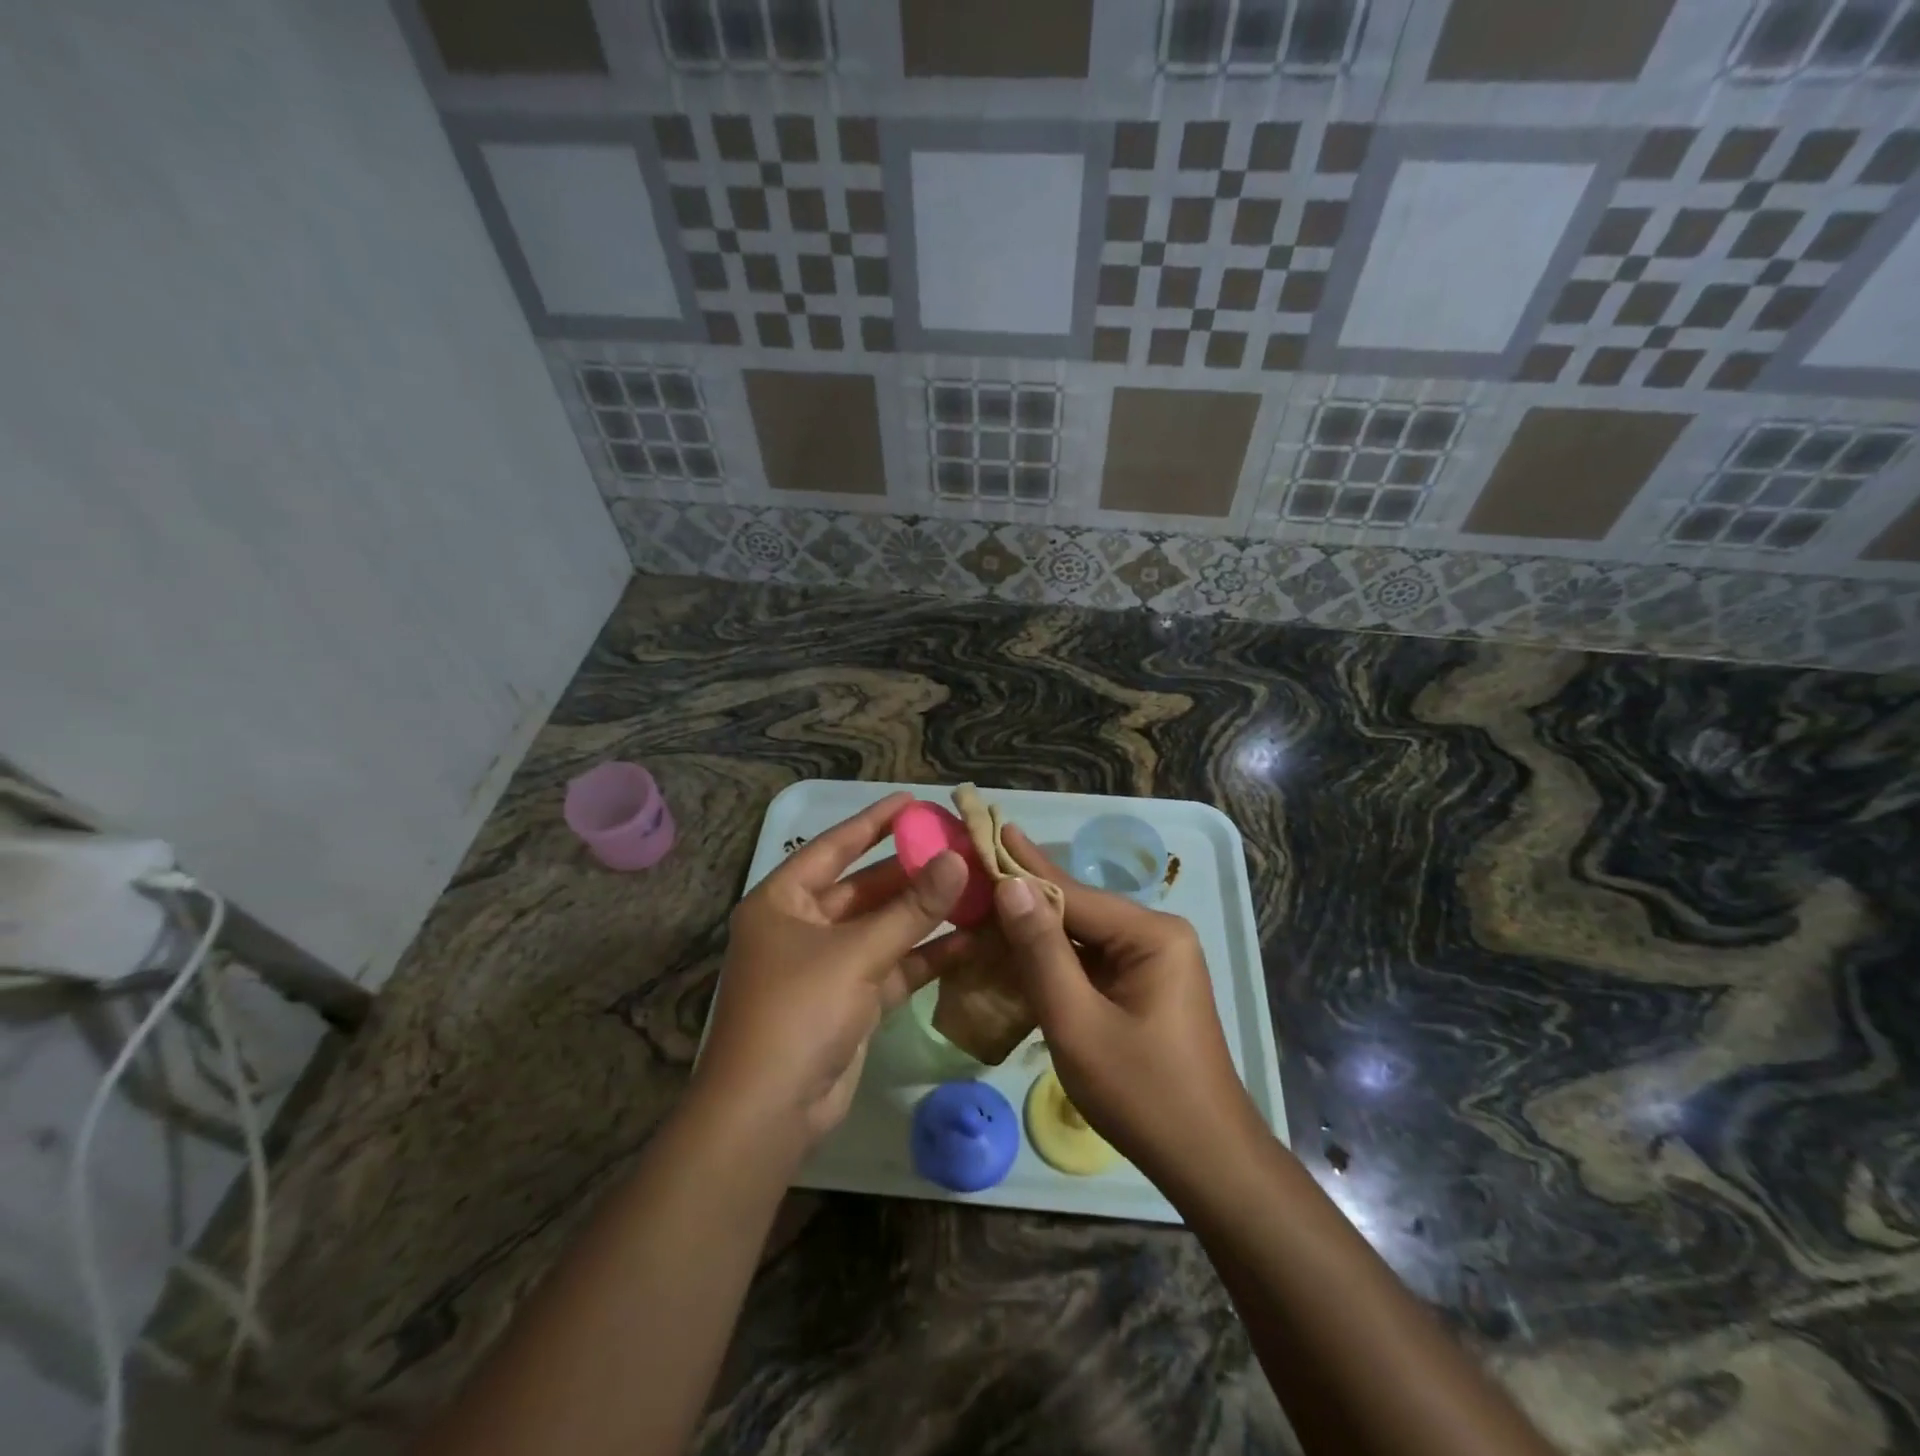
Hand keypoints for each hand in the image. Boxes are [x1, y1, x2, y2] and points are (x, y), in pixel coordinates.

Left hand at [693, 792, 968, 1152]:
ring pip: (884, 928)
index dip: (874, 822)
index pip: (834, 847)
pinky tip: (969, 940)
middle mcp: (802, 926)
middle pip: (864, 887)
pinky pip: (892, 966)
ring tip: (974, 887)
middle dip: (911, 871)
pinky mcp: (850, 1002)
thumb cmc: (799, 1011)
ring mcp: (828, 966)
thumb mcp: (857, 953)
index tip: (914, 801)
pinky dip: (925, 956)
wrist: (769, 1113)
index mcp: (783, 901)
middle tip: (958, 847)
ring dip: (924, 913)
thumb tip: (958, 861)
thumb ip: (911, 909)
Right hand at [989, 827, 1265, 1187]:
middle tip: (978, 864)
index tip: (988, 830)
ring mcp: (1154, 961)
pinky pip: (1092, 961)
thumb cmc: (1142, 1093)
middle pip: (1078, 909)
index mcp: (1152, 934)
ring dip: (1037, 929)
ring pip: (1082, 936)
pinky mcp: (1145, 986)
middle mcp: (1158, 935)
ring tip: (987, 900)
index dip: (1023, 868)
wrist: (1206, 1161)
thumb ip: (1042, 952)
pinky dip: (1055, 959)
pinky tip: (1018, 949)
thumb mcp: (1078, 1023)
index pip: (1073, 894)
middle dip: (1027, 894)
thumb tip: (1011, 886)